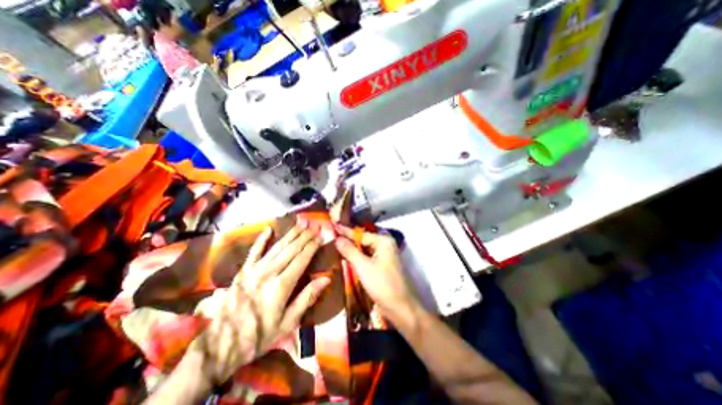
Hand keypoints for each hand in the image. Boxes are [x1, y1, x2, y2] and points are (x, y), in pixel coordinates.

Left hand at [189, 223, 328, 383]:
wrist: (219, 347)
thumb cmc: (259, 336)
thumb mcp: (288, 323)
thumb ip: (307, 298)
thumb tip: (326, 279)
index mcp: (281, 285)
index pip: (302, 259)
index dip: (312, 246)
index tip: (320, 235)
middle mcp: (269, 272)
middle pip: (291, 249)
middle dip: (305, 235)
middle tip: (314, 224)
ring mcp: (254, 270)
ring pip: (277, 246)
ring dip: (291, 233)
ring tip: (301, 222)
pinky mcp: (242, 271)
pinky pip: (254, 251)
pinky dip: (262, 239)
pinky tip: (268, 229)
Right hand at [332, 228, 423, 325]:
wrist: (400, 307)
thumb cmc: (382, 284)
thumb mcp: (363, 267)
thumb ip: (350, 251)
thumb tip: (337, 238)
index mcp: (383, 241)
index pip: (361, 234)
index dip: (345, 231)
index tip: (333, 226)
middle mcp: (385, 244)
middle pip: (363, 240)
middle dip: (348, 239)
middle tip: (333, 236)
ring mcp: (385, 255)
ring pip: (365, 248)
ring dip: (352, 248)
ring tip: (336, 245)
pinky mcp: (382, 265)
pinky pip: (367, 256)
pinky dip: (357, 256)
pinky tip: (347, 257)